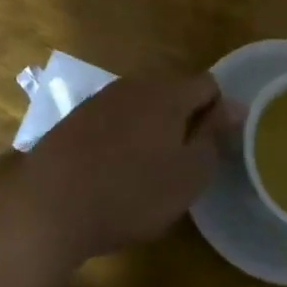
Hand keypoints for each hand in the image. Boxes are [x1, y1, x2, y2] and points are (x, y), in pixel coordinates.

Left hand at [17, 74, 241, 262]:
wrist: (51, 203)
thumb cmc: (131, 193)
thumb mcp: (188, 175)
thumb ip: (213, 136)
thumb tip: (235, 106)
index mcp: (168, 92)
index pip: (208, 84)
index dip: (219, 113)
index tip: (215, 147)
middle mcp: (136, 84)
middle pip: (174, 91)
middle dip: (185, 118)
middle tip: (185, 161)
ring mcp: (103, 97)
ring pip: (143, 103)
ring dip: (154, 126)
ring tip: (151, 168)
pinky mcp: (78, 116)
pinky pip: (116, 117)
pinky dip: (125, 135)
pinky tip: (117, 167)